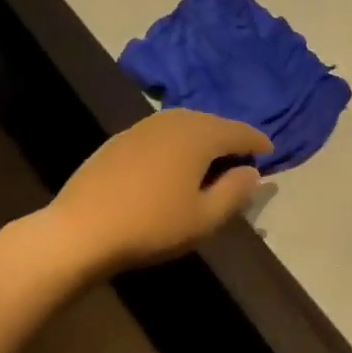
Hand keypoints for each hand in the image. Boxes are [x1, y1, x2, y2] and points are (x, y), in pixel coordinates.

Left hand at [47, 109, 269, 274]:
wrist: (80, 231)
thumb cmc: (152, 226)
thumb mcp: (205, 218)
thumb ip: (236, 191)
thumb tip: (251, 171)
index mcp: (199, 135)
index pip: (239, 131)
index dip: (258, 142)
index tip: (271, 153)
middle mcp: (173, 121)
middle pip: (212, 123)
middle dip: (231, 137)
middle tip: (243, 158)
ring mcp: (142, 127)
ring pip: (185, 125)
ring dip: (203, 138)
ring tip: (212, 160)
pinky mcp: (120, 139)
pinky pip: (162, 133)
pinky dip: (178, 143)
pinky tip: (174, 164)